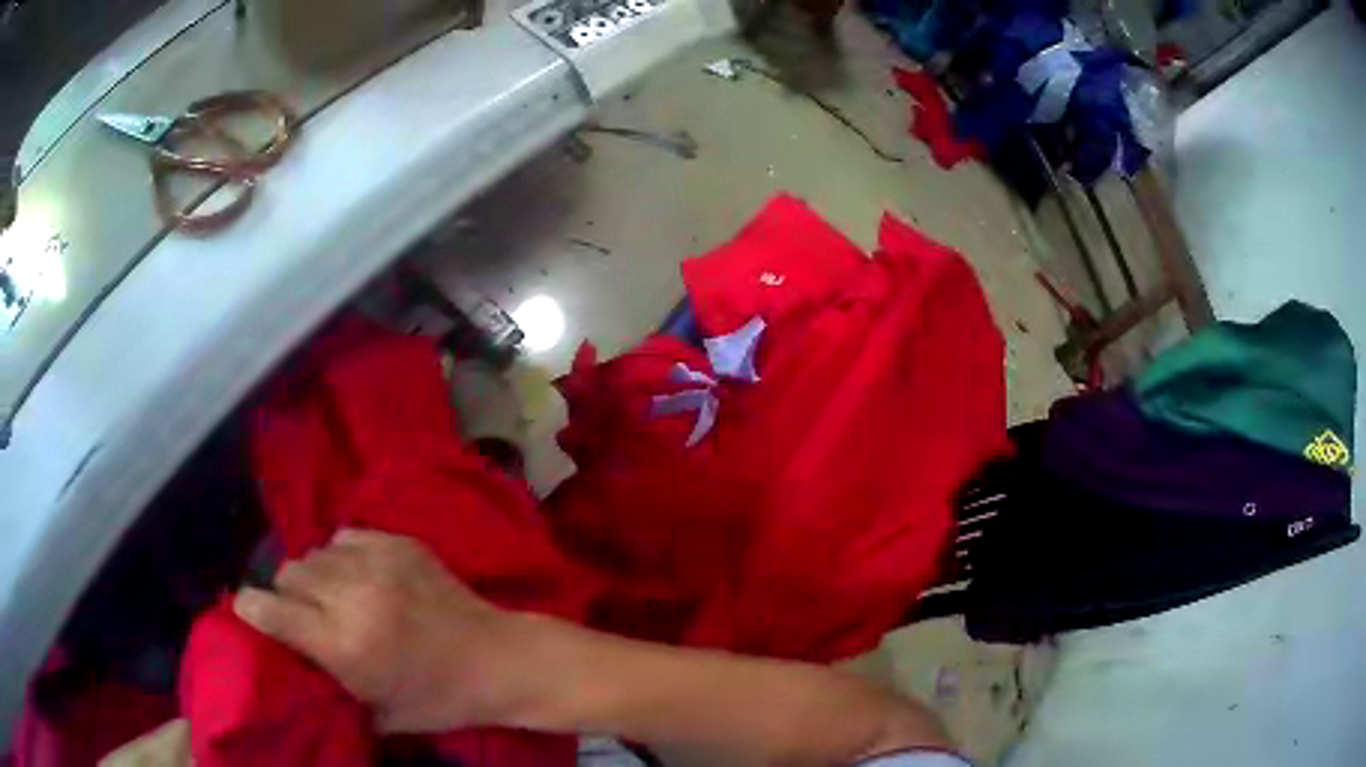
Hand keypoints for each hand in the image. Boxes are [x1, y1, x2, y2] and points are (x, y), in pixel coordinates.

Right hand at [233, 529, 527, 732]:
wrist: (498, 660)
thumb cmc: (440, 700)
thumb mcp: (380, 716)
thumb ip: (330, 690)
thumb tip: (293, 670)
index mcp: (344, 646)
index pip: (272, 610)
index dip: (252, 608)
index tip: (247, 608)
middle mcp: (352, 597)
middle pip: (289, 573)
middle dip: (289, 593)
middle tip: (306, 612)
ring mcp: (377, 563)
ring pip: (315, 552)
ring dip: (316, 574)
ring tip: (335, 594)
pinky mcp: (399, 543)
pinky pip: (346, 535)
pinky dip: (343, 553)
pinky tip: (361, 575)